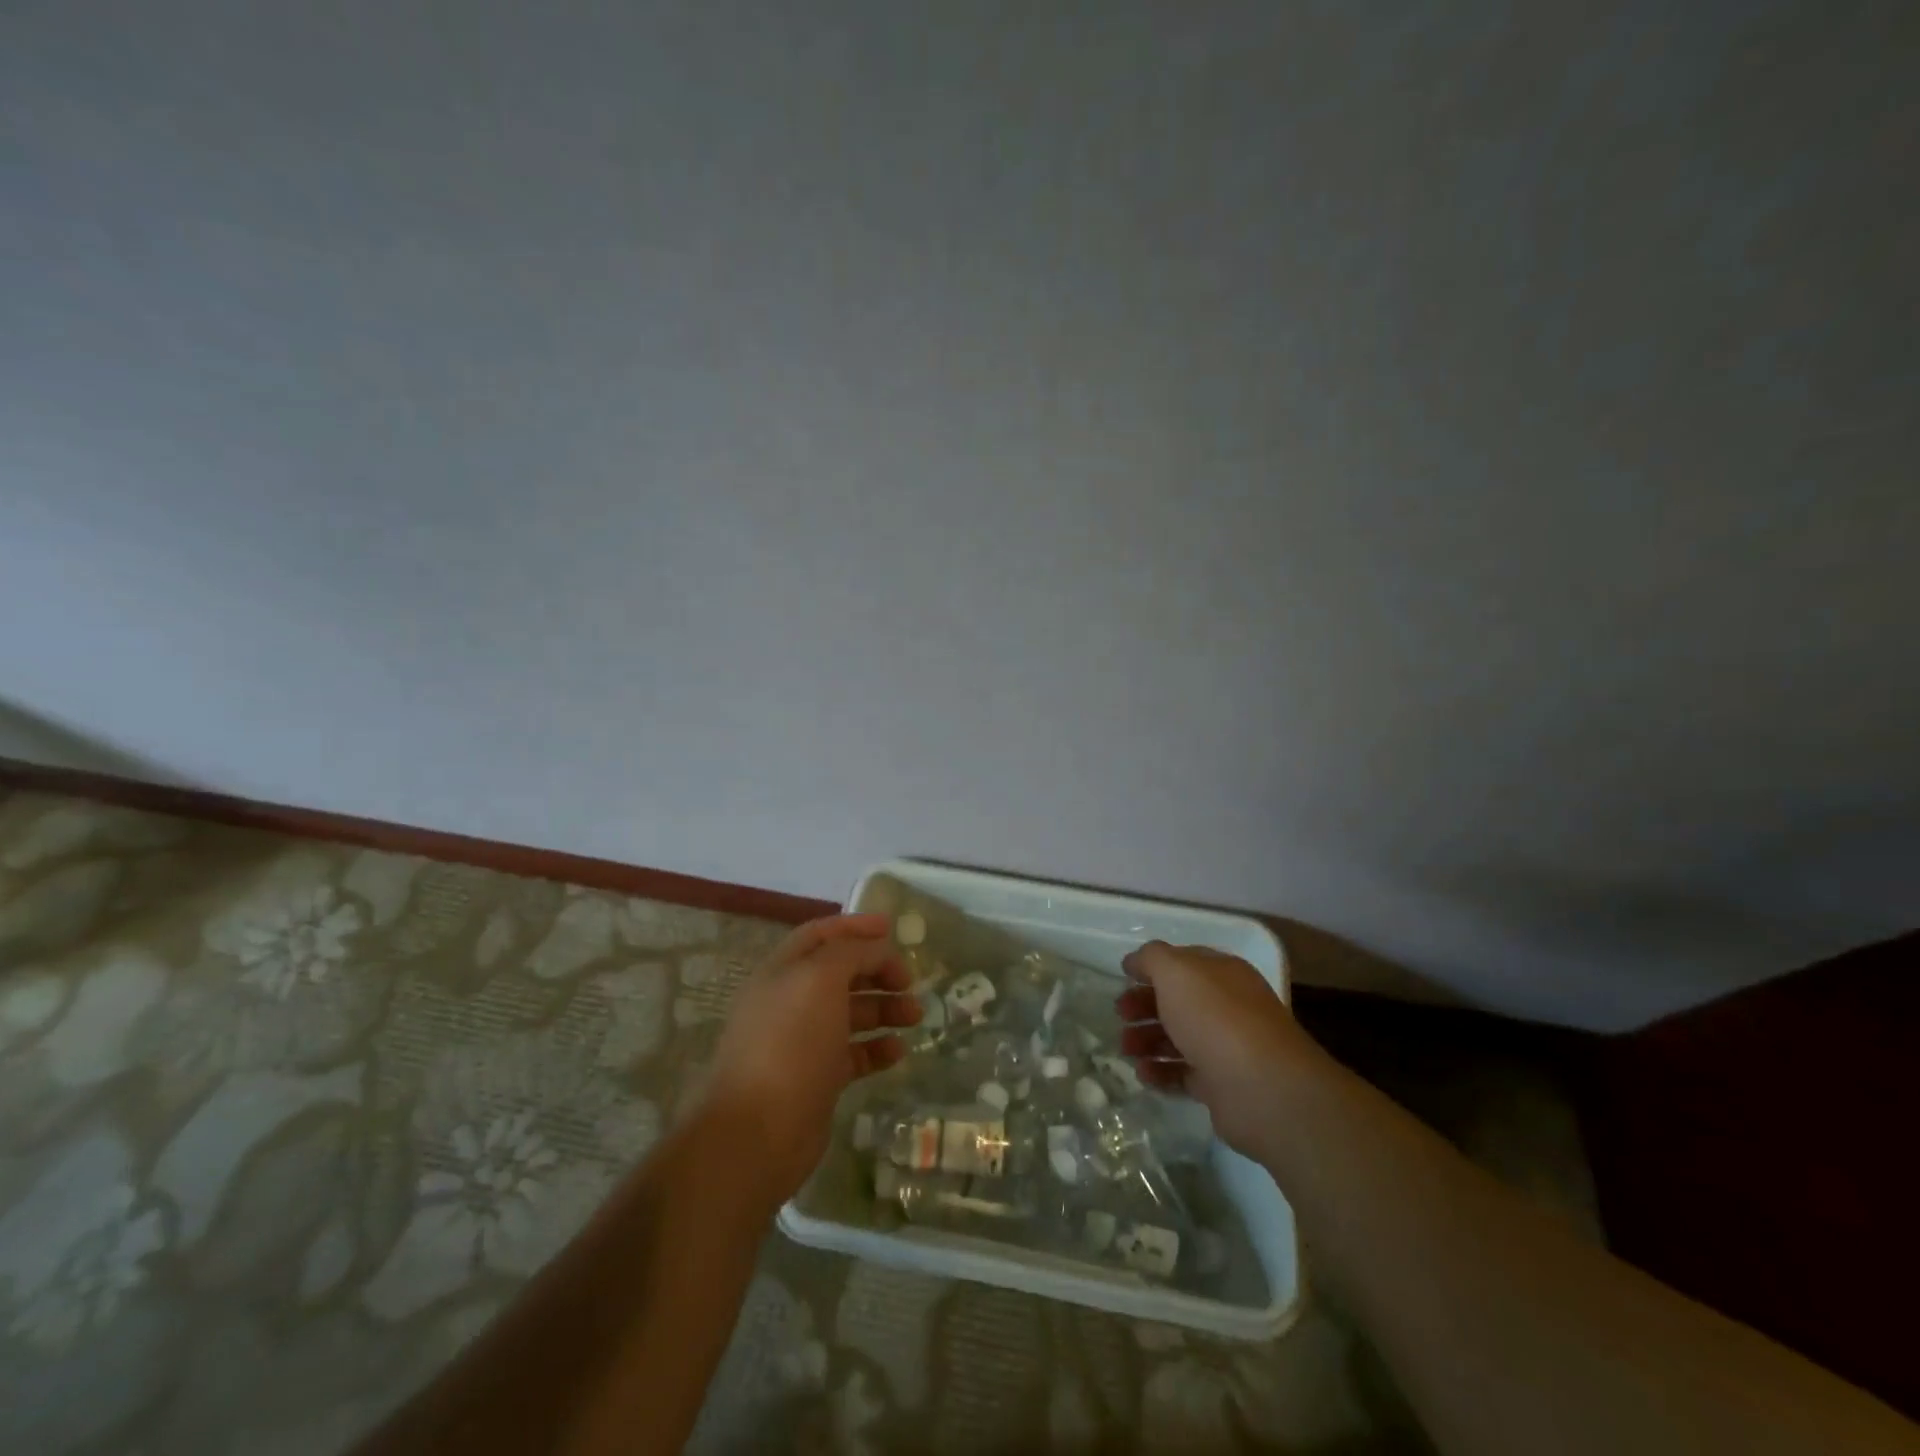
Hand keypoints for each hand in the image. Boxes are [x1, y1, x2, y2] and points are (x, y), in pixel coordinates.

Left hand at [701, 914, 921, 1202]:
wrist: (757, 1133)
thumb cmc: (789, 1044)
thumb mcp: (820, 980)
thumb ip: (851, 953)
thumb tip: (876, 948)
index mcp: (783, 971)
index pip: (821, 934)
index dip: (855, 926)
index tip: (892, 928)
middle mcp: (790, 1001)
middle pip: (840, 973)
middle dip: (877, 971)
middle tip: (910, 981)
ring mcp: (802, 1042)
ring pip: (850, 1013)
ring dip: (884, 1008)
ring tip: (915, 1016)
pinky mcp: (816, 1079)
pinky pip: (853, 1054)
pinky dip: (877, 1048)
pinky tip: (899, 1051)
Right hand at [1116, 941, 1323, 1156]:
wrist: (1262, 1088)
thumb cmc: (1215, 1018)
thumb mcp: (1176, 971)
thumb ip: (1151, 958)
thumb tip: (1135, 962)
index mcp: (1222, 974)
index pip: (1182, 963)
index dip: (1151, 968)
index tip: (1123, 978)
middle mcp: (1227, 1006)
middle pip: (1177, 1001)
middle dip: (1144, 1005)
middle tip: (1120, 1015)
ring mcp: (1226, 1047)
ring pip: (1178, 1038)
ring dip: (1147, 1040)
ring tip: (1125, 1049)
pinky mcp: (1222, 1085)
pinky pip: (1184, 1074)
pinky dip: (1161, 1072)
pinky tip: (1143, 1074)